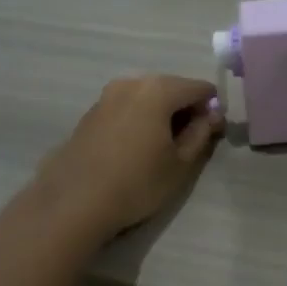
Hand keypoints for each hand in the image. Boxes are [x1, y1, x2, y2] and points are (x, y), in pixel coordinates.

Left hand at [30, 74, 223, 239]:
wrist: (74, 202)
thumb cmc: (137, 183)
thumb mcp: (181, 163)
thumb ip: (201, 133)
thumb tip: (212, 116)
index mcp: (159, 89)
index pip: (200, 89)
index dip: (211, 110)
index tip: (211, 134)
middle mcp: (133, 82)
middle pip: (172, 88)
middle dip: (185, 109)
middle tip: (187, 143)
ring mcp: (108, 95)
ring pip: (147, 97)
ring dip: (161, 114)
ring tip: (160, 148)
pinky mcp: (91, 112)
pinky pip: (127, 107)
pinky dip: (138, 119)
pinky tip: (134, 149)